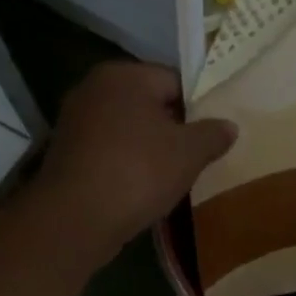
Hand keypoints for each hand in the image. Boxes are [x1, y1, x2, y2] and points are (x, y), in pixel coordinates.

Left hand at [29, 61, 236, 267]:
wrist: (74, 220)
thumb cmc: (137, 172)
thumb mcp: (189, 153)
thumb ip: (213, 134)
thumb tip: (229, 126)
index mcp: (124, 75)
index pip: (174, 80)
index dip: (198, 107)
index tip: (211, 134)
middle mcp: (94, 88)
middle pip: (149, 103)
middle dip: (173, 128)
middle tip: (197, 155)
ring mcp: (74, 120)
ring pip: (128, 129)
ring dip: (149, 148)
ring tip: (172, 175)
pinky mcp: (66, 152)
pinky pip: (109, 150)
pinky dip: (126, 163)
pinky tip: (142, 187)